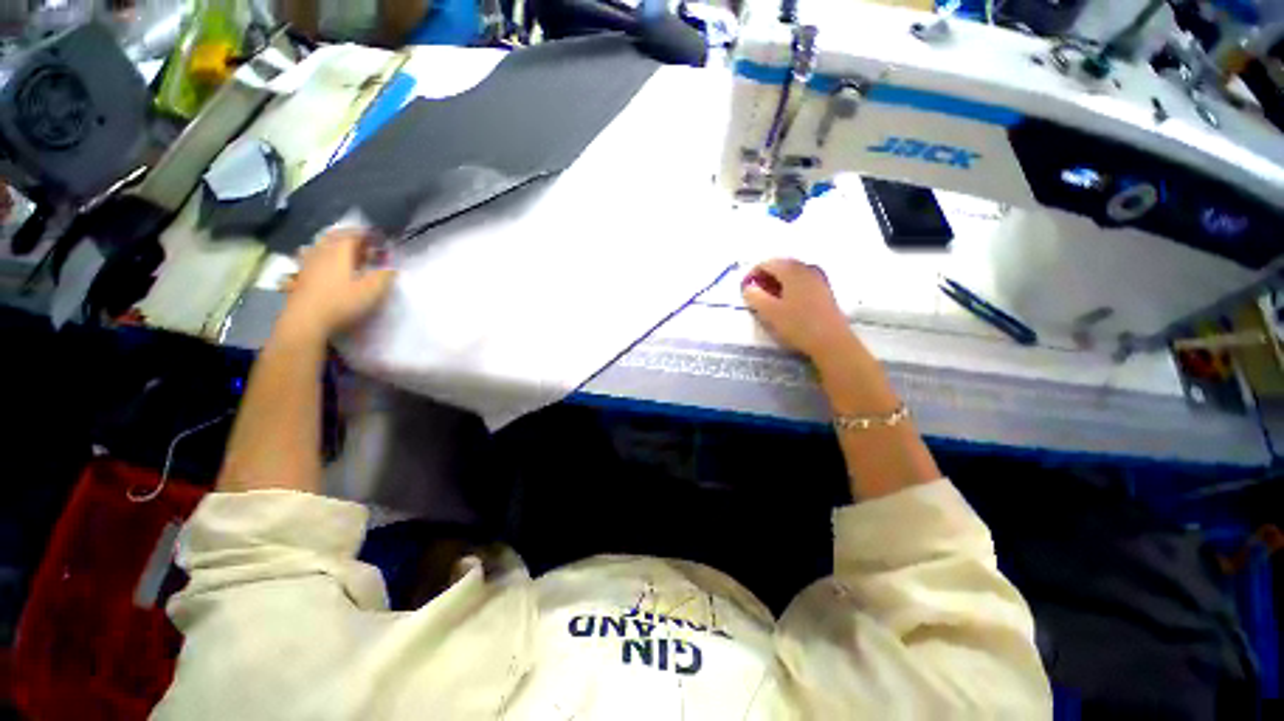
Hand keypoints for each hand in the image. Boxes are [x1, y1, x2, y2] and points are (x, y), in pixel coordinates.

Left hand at [278, 230, 395, 340]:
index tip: (378, 236)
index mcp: (340, 252)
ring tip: (343, 250)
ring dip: (333, 243)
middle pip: (334, 236)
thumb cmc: (342, 303)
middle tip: (363, 242)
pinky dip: (318, 254)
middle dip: (349, 236)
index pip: (353, 235)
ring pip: (320, 245)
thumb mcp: (372, 292)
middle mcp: (322, 252)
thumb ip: (384, 277)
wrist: (306, 320)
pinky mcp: (300, 275)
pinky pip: (309, 256)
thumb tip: (392, 267)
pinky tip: (320, 261)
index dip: (367, 234)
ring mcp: (308, 263)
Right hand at [741, 259, 853, 359]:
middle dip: (765, 277)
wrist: (831, 341)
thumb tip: (748, 287)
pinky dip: (789, 288)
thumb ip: (755, 297)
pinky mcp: (823, 291)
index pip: (767, 263)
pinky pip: (801, 282)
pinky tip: (786, 304)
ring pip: (792, 274)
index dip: (752, 274)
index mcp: (791, 270)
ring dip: (777, 283)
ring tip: (768, 300)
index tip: (745, 289)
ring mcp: (817, 279)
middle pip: (781, 266)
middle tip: (755, 294)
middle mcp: (806, 269)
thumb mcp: (770, 312)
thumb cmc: (798, 325)